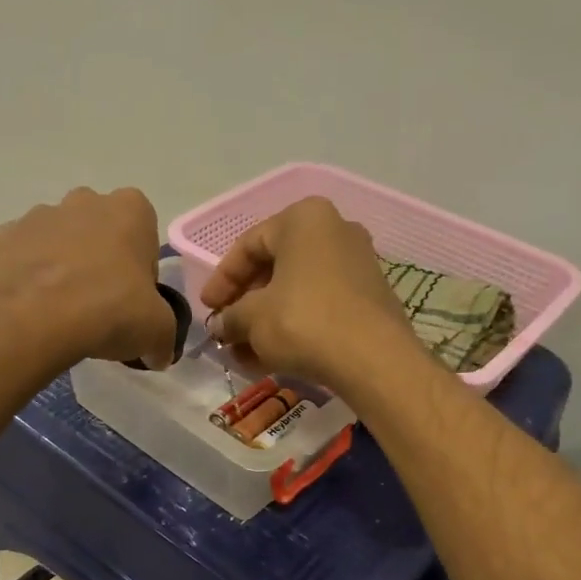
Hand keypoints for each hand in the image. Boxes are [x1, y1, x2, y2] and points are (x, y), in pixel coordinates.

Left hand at [0, 186, 175, 368]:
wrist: (33, 319)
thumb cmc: (109, 311)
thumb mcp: (157, 331)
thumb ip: (163, 337)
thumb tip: (159, 355)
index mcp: (130, 210)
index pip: (144, 235)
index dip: (140, 271)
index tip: (133, 301)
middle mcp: (84, 201)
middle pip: (99, 231)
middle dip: (99, 261)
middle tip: (99, 306)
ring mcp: (38, 216)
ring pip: (57, 241)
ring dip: (62, 267)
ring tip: (61, 312)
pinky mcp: (1, 237)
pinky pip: (21, 257)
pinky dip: (27, 278)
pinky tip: (31, 310)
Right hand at [198, 196, 416, 389]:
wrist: (373, 359)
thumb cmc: (303, 321)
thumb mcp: (252, 318)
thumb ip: (230, 317)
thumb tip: (220, 326)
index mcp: (303, 219)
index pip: (249, 245)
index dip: (221, 279)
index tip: (207, 308)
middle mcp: (334, 231)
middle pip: (275, 266)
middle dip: (245, 302)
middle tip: (226, 329)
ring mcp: (356, 264)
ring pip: (296, 290)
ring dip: (266, 320)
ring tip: (243, 352)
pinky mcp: (368, 298)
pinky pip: (320, 306)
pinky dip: (293, 327)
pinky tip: (271, 357)